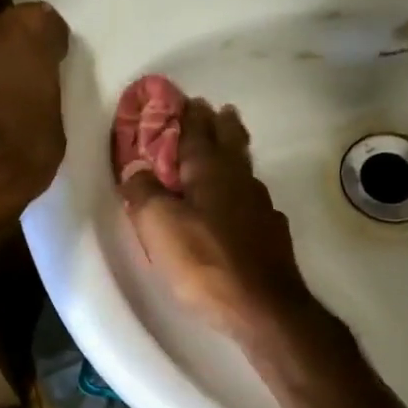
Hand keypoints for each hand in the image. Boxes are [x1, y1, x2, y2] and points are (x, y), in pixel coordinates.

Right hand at [119, 99, 314, 339]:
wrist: (262, 308)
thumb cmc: (204, 262)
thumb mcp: (159, 226)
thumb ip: (143, 193)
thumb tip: (135, 169)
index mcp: (210, 172)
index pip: (197, 134)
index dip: (190, 116)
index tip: (188, 99)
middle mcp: (239, 181)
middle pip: (230, 144)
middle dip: (220, 125)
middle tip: (217, 110)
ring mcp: (261, 208)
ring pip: (245, 169)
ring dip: (235, 152)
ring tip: (230, 146)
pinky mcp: (271, 235)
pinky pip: (253, 199)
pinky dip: (243, 190)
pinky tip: (243, 203)